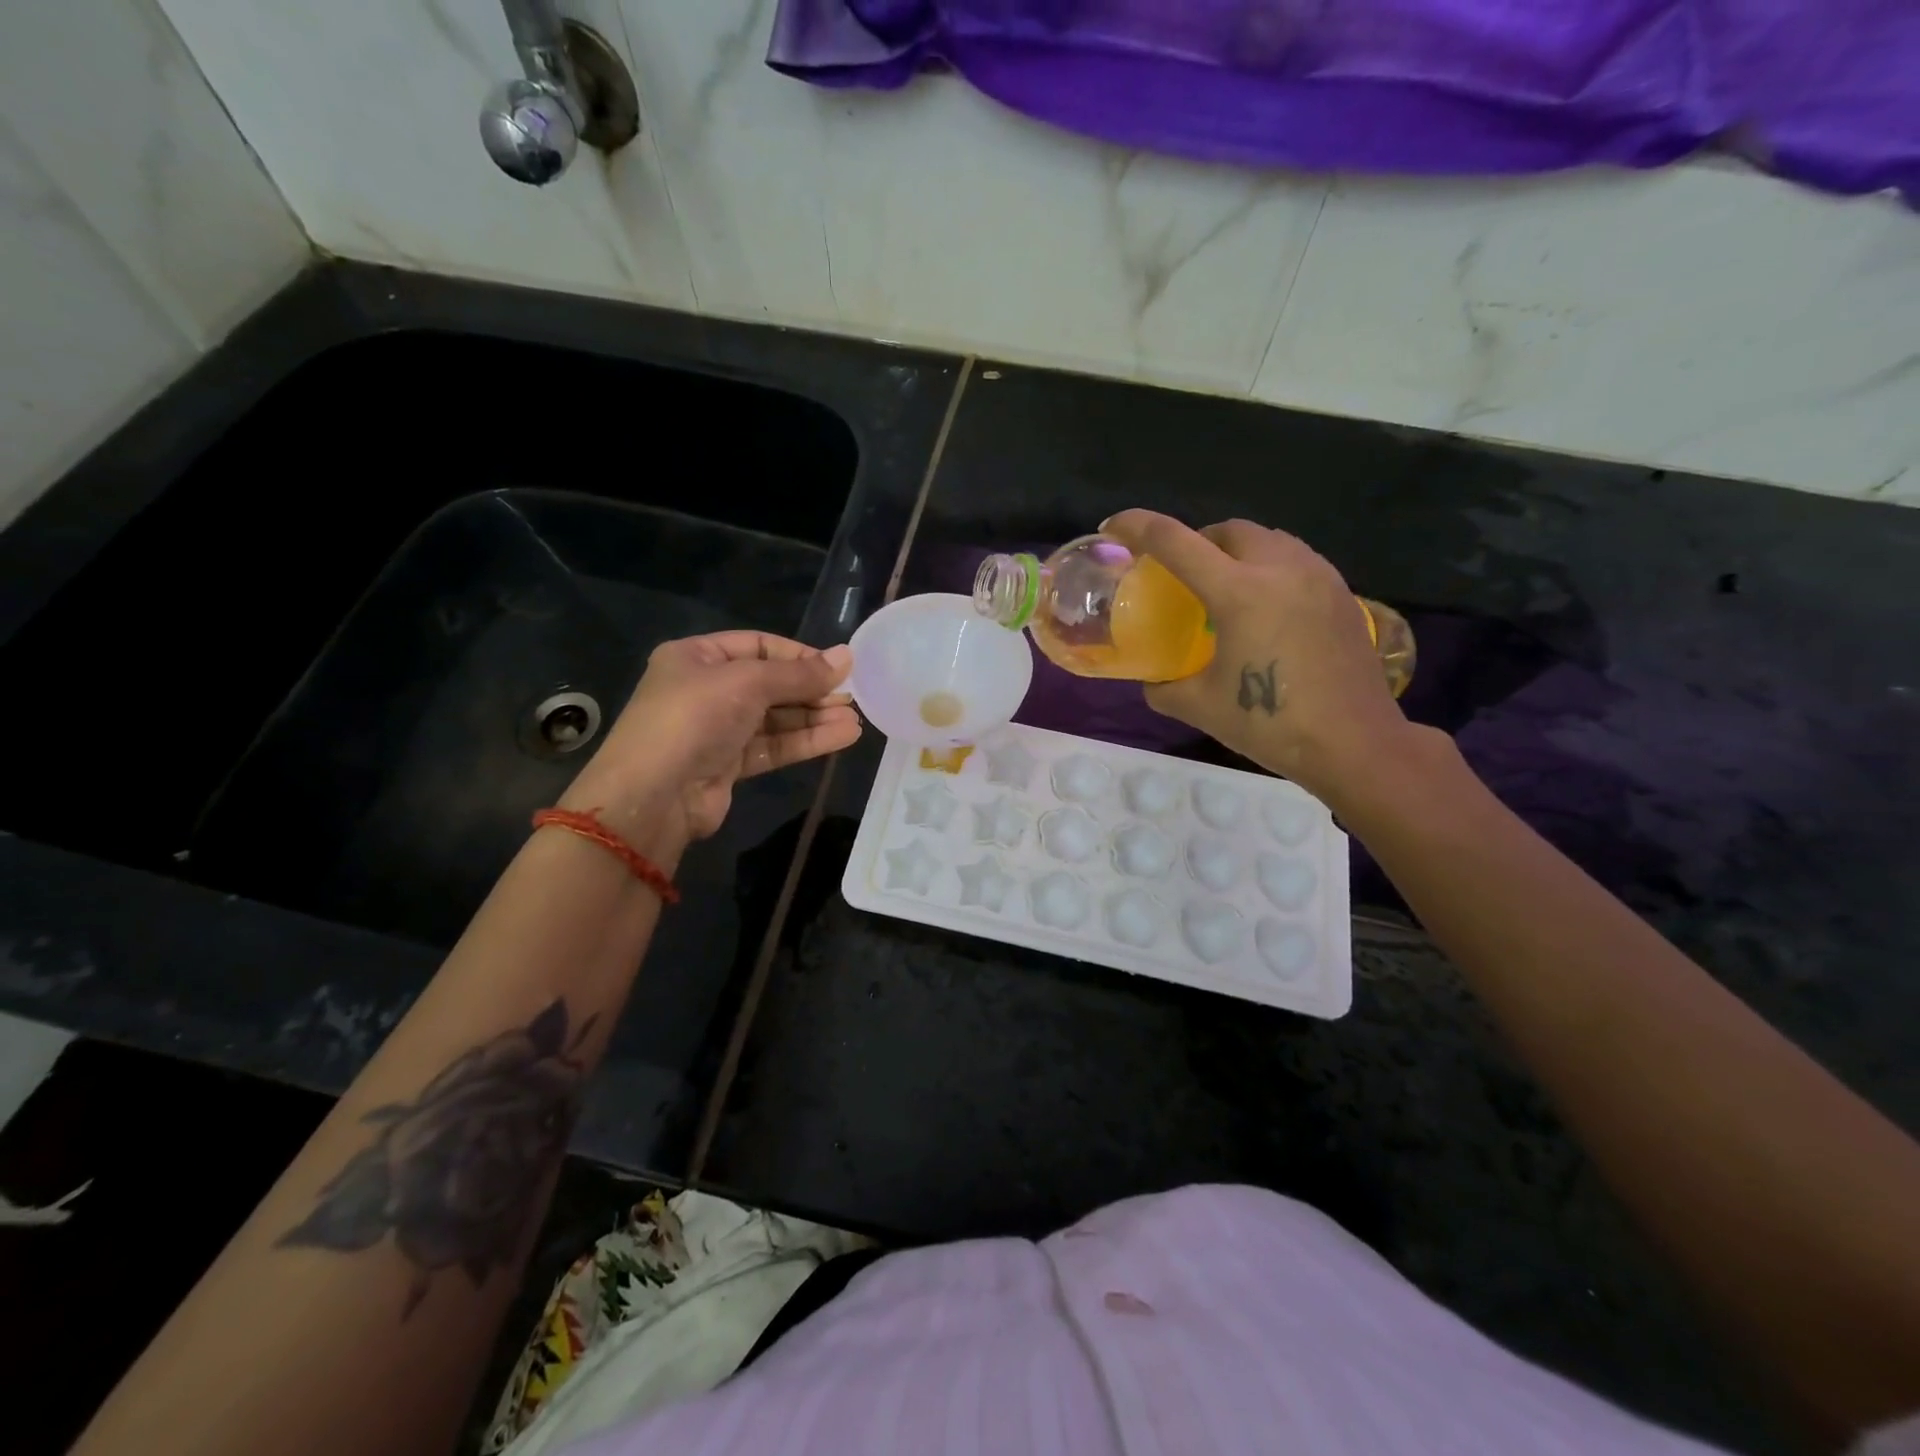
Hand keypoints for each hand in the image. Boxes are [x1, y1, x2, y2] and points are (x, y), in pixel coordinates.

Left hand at [557, 632, 860, 852]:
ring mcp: (717, 729)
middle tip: (852, 695)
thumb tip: (847, 657)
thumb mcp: (748, 683)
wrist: (653, 796)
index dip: (799, 655)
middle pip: (770, 683)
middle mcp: (706, 689)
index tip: (837, 667)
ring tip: (855, 719)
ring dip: (815, 718)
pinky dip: (806, 741)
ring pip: (775, 718)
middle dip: (811, 690)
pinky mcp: (729, 765)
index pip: (758, 646)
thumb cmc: (694, 719)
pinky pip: (774, 746)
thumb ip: (799, 674)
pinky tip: (842, 737)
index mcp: (696, 657)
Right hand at [1102, 510, 1411, 802]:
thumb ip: (1164, 688)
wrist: (1354, 743)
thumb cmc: (1271, 724)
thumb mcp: (1200, 708)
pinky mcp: (1342, 593)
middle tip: (1183, 574)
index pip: (1176, 542)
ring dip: (1237, 551)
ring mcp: (1318, 576)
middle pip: (1228, 529)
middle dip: (1197, 541)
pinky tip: (1267, 607)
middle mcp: (1280, 569)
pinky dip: (1270, 568)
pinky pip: (1296, 559)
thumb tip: (1152, 681)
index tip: (1114, 527)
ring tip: (1226, 587)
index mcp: (1238, 593)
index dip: (1138, 527)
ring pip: (1268, 539)